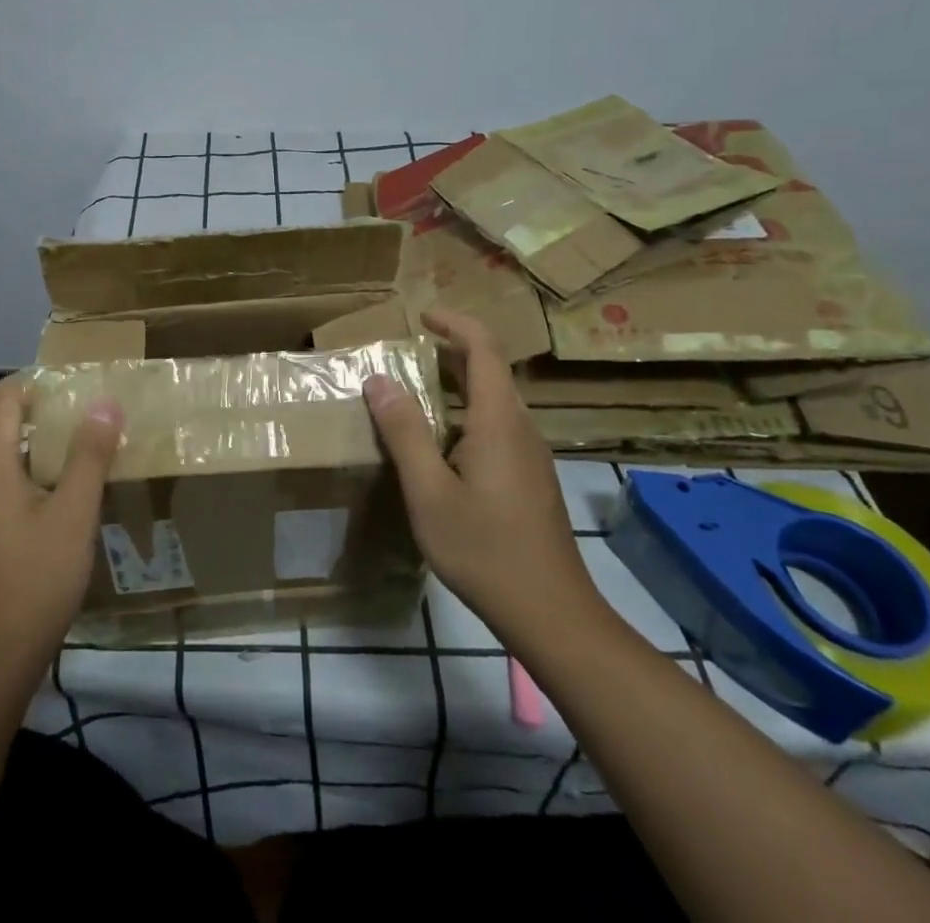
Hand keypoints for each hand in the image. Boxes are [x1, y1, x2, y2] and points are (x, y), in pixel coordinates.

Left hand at [0, 377, 122, 692]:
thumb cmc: (37, 578)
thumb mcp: (75, 513)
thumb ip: (90, 454)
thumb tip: (105, 402)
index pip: (2, 398)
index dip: (33, 381)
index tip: (70, 380)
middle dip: (15, 395)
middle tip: (58, 398)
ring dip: (0, 423)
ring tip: (42, 429)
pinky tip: (30, 476)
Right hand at [363, 309, 603, 656]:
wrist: (551, 613)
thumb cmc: (485, 549)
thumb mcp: (429, 492)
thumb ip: (404, 432)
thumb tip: (378, 380)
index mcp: (498, 420)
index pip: (483, 348)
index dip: (454, 323)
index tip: (421, 316)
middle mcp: (521, 428)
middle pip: (490, 370)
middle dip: (450, 351)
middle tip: (408, 352)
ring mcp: (530, 454)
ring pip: (494, 400)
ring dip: (458, 384)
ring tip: (416, 393)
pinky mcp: (531, 478)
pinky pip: (498, 426)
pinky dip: (466, 413)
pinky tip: (442, 444)